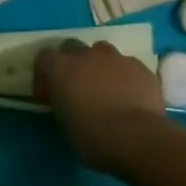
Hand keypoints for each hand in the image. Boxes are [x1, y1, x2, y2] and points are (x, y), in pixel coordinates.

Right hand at [33, 39, 166, 171]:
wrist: (136, 139)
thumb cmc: (92, 137)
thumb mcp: (64, 123)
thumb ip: (62, 103)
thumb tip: (66, 101)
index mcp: (61, 68)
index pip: (44, 57)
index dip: (45, 74)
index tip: (49, 93)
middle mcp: (86, 55)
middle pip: (72, 46)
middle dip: (72, 62)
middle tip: (76, 85)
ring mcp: (116, 58)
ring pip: (102, 51)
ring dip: (99, 65)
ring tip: (105, 87)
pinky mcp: (141, 67)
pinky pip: (128, 65)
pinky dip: (124, 76)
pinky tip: (130, 95)